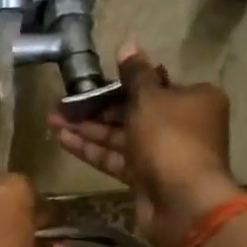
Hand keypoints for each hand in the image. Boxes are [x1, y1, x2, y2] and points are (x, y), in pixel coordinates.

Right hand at [48, 43, 242, 246]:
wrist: (183, 202)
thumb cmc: (170, 138)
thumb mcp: (150, 98)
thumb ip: (134, 74)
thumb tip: (128, 44)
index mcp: (194, 99)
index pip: (154, 85)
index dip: (121, 83)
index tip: (92, 82)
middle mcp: (182, 125)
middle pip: (134, 111)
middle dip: (97, 108)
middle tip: (63, 104)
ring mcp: (164, 154)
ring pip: (122, 136)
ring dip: (88, 128)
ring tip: (52, 121)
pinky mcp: (147, 178)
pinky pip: (117, 158)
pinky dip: (93, 150)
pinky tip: (63, 140)